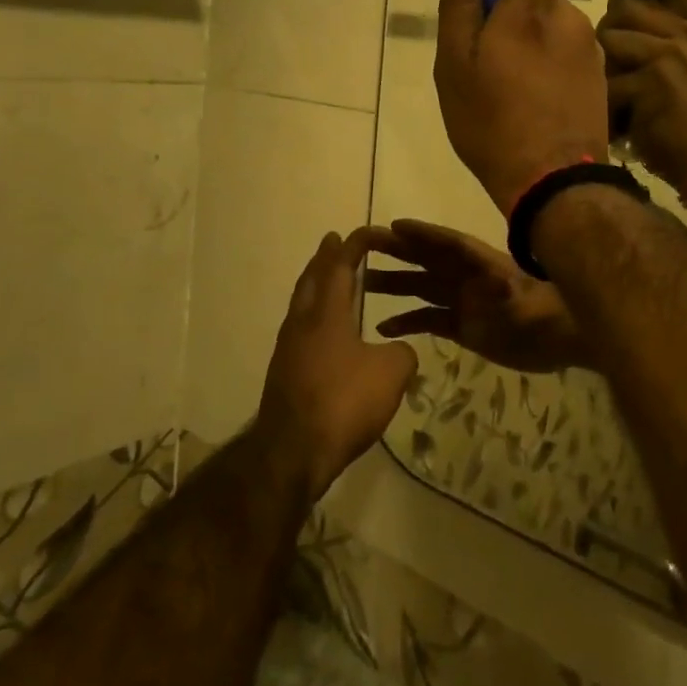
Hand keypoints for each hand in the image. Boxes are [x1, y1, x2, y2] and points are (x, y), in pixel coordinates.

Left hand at [257, 229, 417, 499]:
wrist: (292, 453)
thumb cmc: (343, 402)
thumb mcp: (391, 373)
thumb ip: (401, 352)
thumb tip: (396, 350)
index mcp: (326, 313)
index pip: (340, 266)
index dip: (354, 245)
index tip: (367, 232)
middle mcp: (302, 323)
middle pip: (311, 279)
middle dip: (324, 258)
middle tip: (333, 241)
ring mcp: (288, 349)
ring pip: (301, 304)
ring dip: (315, 285)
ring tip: (329, 280)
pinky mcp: (284, 374)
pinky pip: (300, 330)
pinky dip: (314, 315)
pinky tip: (326, 331)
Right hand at [363, 220, 588, 372]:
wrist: (565, 342)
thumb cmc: (550, 316)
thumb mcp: (531, 304)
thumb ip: (515, 293)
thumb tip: (498, 282)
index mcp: (482, 264)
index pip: (448, 244)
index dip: (423, 234)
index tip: (394, 226)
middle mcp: (467, 278)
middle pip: (427, 260)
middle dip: (397, 251)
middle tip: (363, 245)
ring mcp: (464, 302)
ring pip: (421, 288)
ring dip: (394, 285)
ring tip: (362, 285)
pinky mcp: (463, 327)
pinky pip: (428, 319)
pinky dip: (407, 322)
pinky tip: (383, 327)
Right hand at [433, 0, 608, 213]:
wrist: (555, 183)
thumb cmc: (494, 123)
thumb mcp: (455, 68)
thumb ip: (458, 8)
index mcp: (532, 8)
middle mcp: (570, 20)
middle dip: (513, 7)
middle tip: (483, 47)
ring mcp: (590, 51)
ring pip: (553, 27)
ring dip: (529, 40)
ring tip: (504, 85)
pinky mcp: (599, 79)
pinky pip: (567, 55)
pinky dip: (547, 65)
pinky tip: (529, 102)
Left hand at [597, 0, 686, 191]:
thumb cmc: (679, 111)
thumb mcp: (677, 62)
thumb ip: (654, 30)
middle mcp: (686, 34)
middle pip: (622, 6)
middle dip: (609, 33)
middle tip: (620, 68)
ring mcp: (673, 55)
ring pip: (609, 37)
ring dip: (604, 67)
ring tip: (621, 92)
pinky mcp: (656, 81)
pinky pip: (607, 77)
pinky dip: (606, 101)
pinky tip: (621, 115)